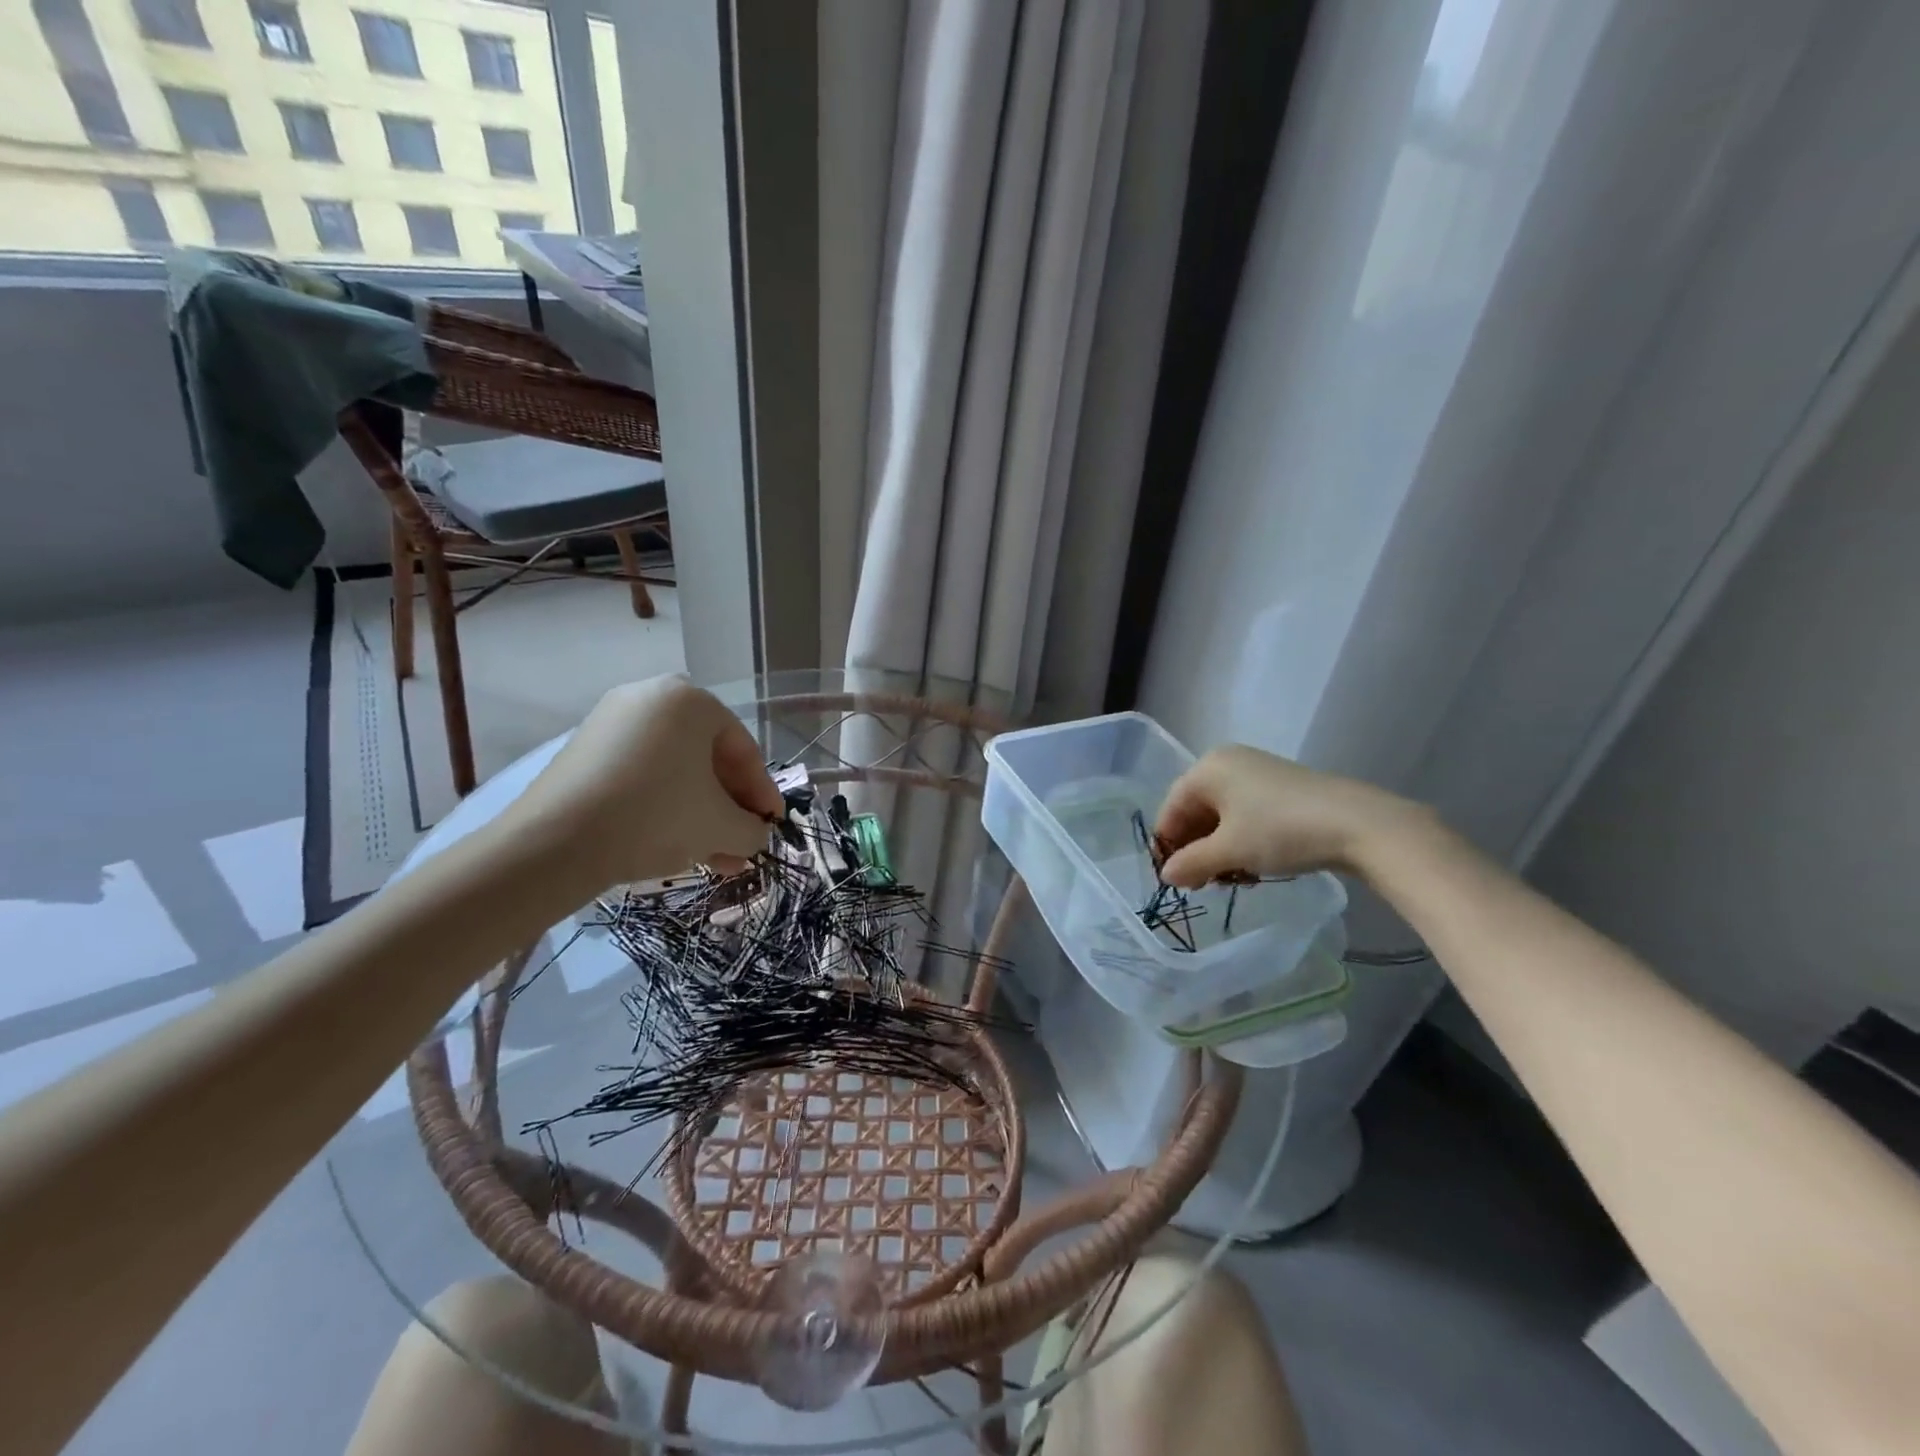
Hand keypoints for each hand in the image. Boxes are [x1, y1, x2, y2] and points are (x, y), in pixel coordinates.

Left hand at [499, 676, 782, 890]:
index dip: (763, 793)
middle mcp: (651, 697)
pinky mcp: (584, 749)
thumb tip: (754, 835)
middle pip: (708, 759)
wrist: (554, 843)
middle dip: (729, 808)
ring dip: (700, 813)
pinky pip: (642, 774)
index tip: (771, 827)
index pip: (743, 750)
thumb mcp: (721, 827)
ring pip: (675, 771)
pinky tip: (676, 844)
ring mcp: (612, 721)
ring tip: (713, 857)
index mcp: (691, 700)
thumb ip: (751, 829)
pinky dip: (664, 805)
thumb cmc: (655, 817)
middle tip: (741, 844)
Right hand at [1153, 745, 1428, 887]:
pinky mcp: (1281, 787)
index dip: (1167, 845)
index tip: (1172, 880)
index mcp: (1207, 768)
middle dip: (1195, 849)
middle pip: (1196, 810)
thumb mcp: (1229, 851)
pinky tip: (1251, 865)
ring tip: (1228, 879)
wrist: (1357, 824)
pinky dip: (1240, 840)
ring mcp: (1256, 772)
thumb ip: (1191, 863)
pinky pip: (1245, 813)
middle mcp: (1227, 762)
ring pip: (1222, 815)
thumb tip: (1166, 876)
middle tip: (1200, 884)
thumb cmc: (1280, 831)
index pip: (1172, 808)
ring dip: (1218, 849)